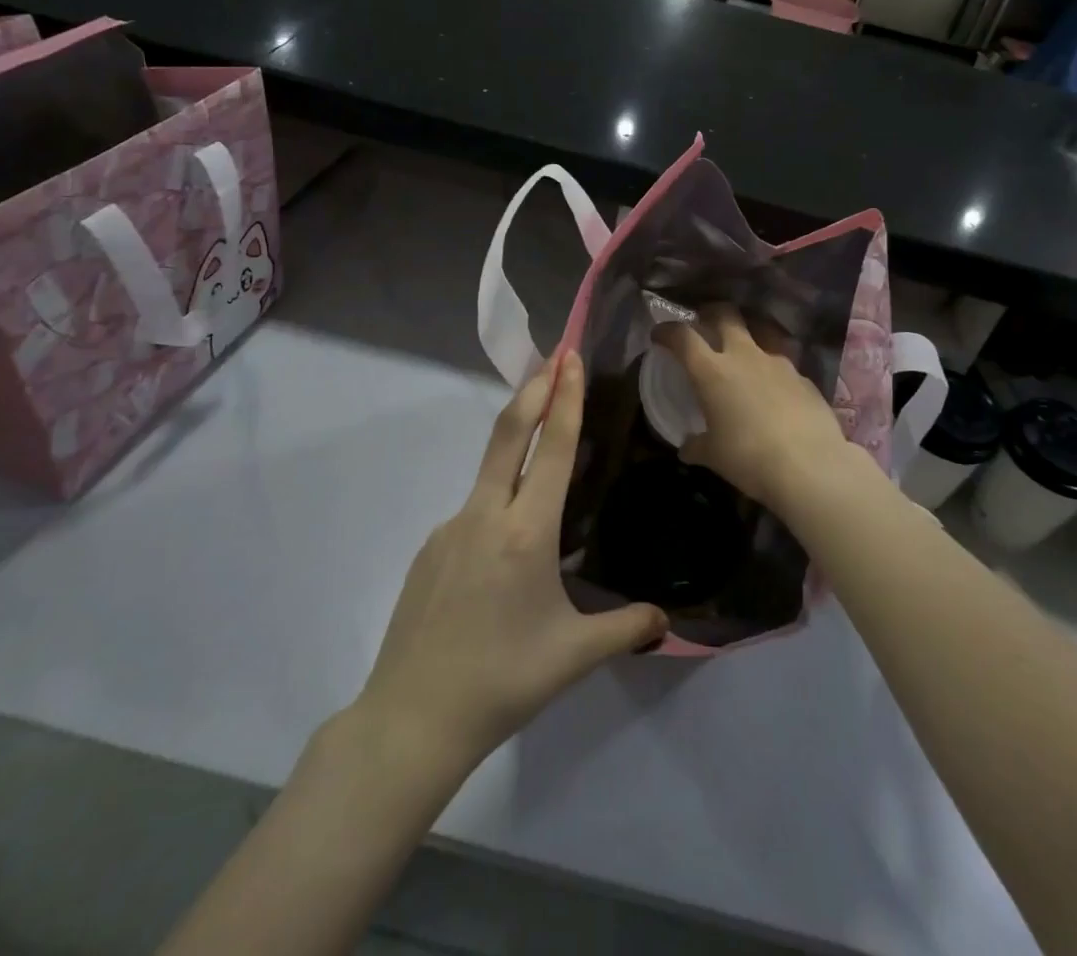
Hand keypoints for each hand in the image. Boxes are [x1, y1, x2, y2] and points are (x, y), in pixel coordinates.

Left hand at [356, 352, 667, 770]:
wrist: (411, 719)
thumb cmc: (501, 681)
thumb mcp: (573, 656)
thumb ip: (625, 630)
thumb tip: (665, 622)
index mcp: (525, 532)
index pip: (551, 448)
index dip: (564, 399)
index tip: (569, 358)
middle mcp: (484, 515)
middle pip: (508, 433)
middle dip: (534, 389)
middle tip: (555, 356)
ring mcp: (449, 528)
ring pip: (489, 471)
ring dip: (515, 441)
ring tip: (540, 445)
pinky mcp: (429, 549)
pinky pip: (472, 511)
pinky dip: (496, 499)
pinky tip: (505, 542)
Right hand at [652, 306, 852, 508]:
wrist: (809, 465)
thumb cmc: (749, 457)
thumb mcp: (714, 456)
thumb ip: (697, 445)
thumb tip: (686, 448)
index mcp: (712, 371)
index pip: (683, 337)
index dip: (668, 331)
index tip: (659, 334)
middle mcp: (744, 356)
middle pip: (726, 315)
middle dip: (712, 313)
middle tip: (705, 323)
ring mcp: (778, 362)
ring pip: (761, 331)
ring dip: (749, 333)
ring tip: (745, 349)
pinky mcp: (804, 377)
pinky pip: (784, 362)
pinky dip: (773, 368)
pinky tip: (775, 387)